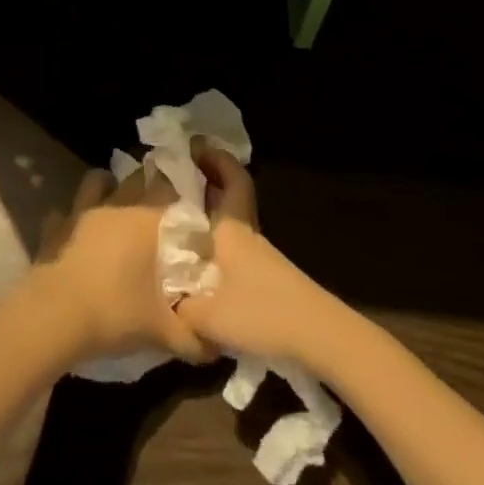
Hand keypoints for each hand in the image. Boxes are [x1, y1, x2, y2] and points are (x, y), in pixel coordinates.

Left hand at [30, 167, 208, 365]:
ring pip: (98, 180)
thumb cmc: (115, 313)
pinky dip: (73, 216)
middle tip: (159, 204)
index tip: (192, 206)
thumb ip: (193, 337)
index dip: (184, 195)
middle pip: (138, 178)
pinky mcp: (56, 226)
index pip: (172, 191)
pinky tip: (77, 231)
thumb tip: (215, 347)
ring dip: (109, 185)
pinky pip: (66, 211)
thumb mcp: (163, 333)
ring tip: (117, 202)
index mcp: (147, 221)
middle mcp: (117, 205)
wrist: (55, 316)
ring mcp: (82, 211)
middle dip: (150, 184)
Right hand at [175, 147, 331, 365]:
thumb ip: (178, 305)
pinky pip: (238, 246)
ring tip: (182, 221)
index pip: (233, 179)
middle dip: (209, 182)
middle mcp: (248, 234)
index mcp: (232, 227)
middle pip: (232, 196)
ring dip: (213, 214)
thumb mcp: (207, 315)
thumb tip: (162, 298)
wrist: (320, 338)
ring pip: (234, 222)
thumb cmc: (261, 312)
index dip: (217, 159)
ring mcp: (262, 257)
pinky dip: (219, 243)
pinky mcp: (270, 280)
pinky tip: (203, 263)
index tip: (195, 146)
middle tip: (180, 178)